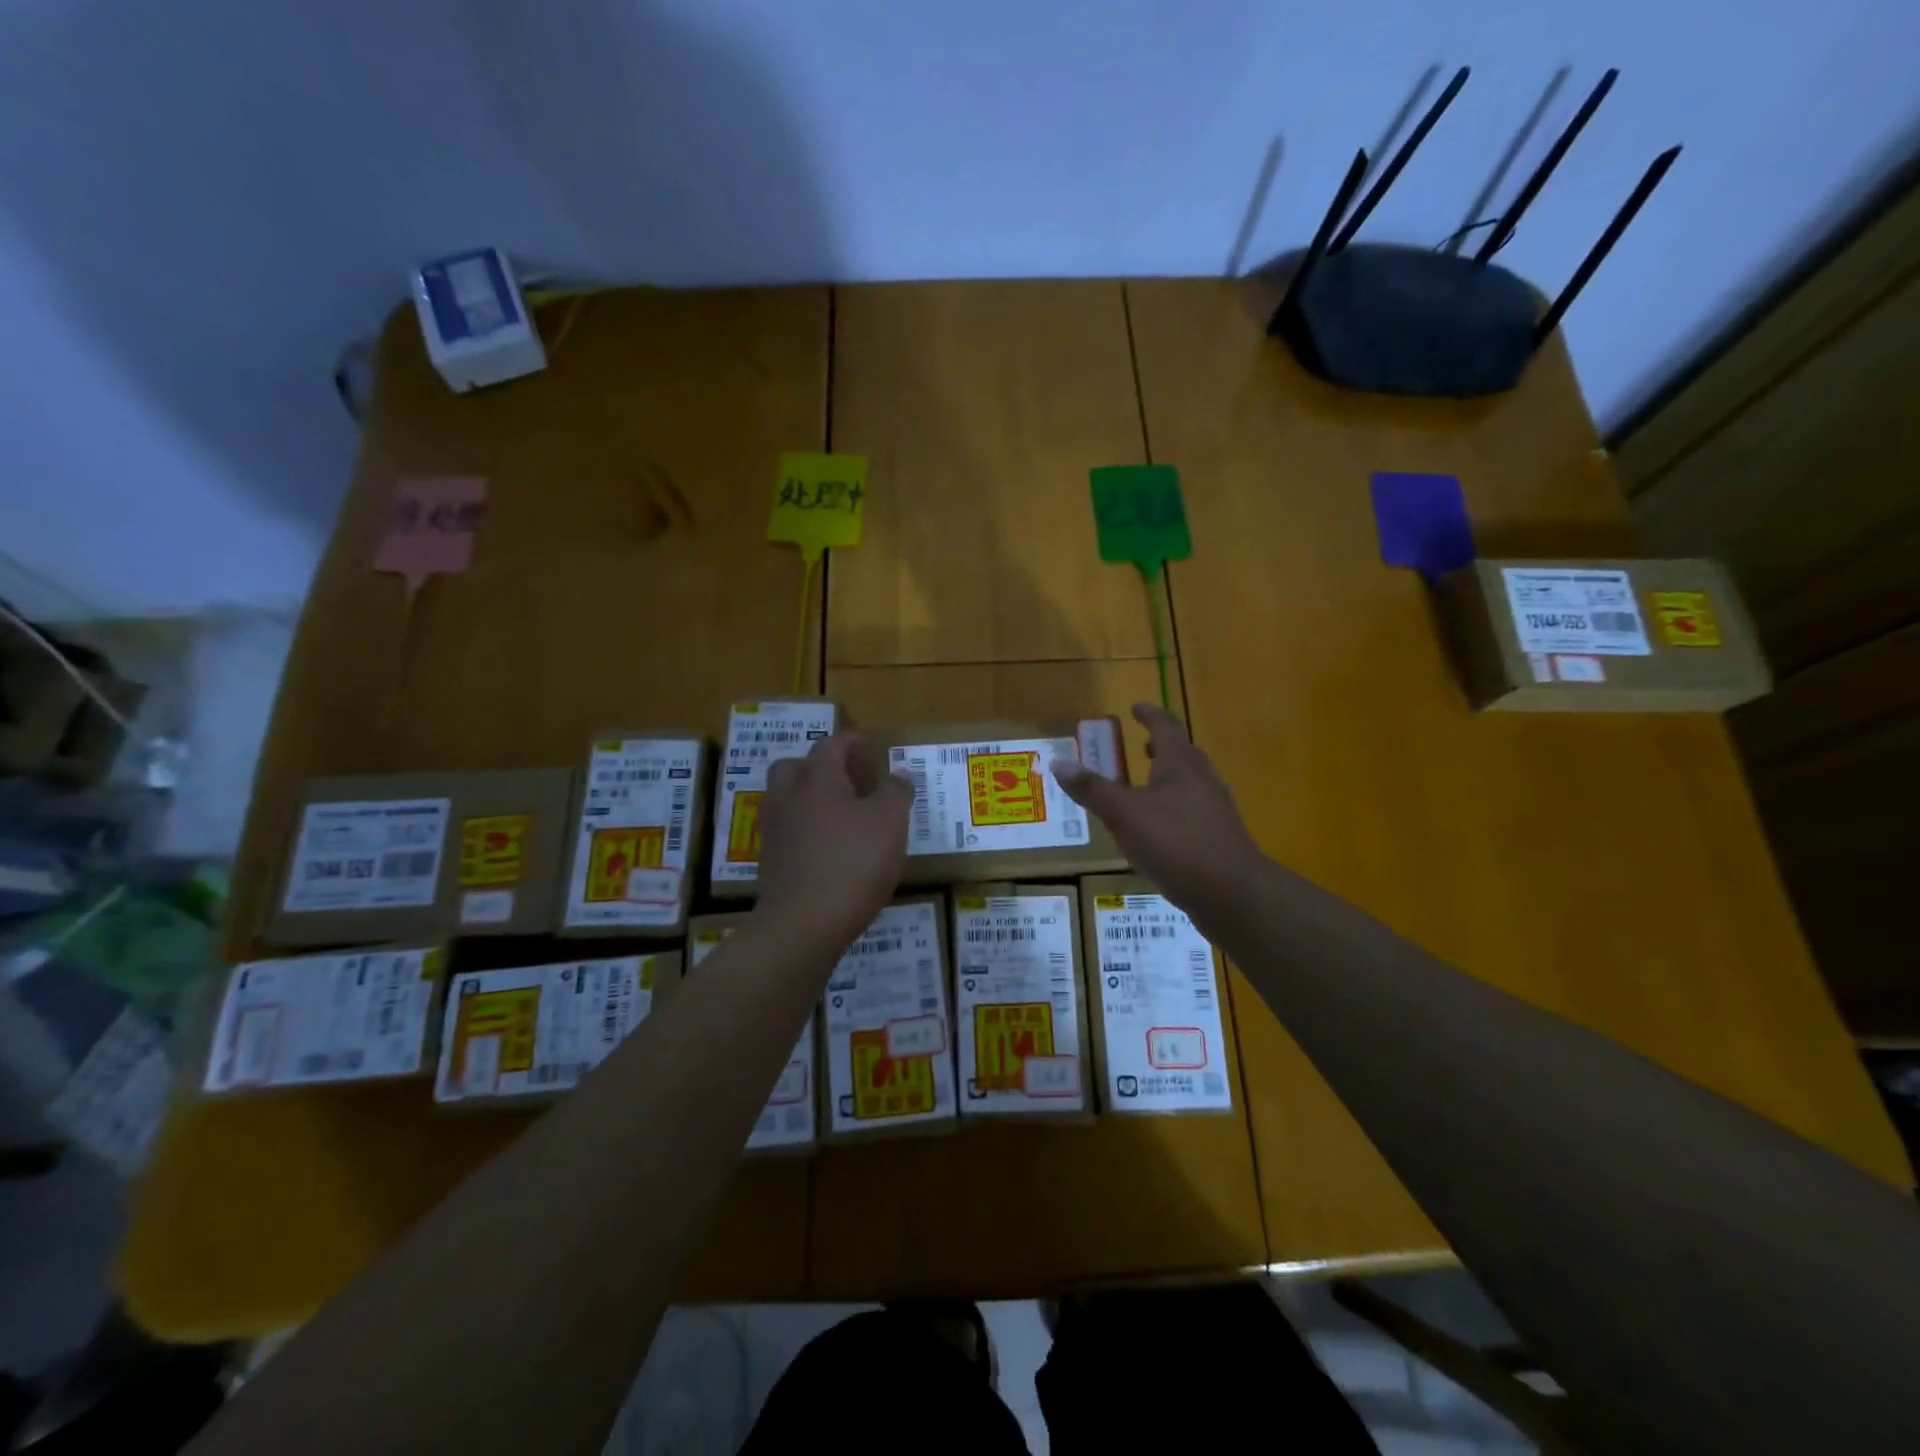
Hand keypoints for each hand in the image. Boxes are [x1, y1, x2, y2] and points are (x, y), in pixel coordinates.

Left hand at [756, 731, 913, 948]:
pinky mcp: (770, 863)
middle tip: (848, 780)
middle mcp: (788, 798)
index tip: (869, 744)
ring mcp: (774, 831)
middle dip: (820, 767)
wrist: (803, 924)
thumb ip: (896, 792)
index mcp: (817, 779)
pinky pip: (788, 833)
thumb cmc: (853, 862)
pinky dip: (806, 831)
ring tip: (840, 815)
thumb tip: (897, 775)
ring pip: (787, 800)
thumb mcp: (890, 822)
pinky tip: (829, 848)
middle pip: (796, 767)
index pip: (832, 745)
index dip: (852, 741)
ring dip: (810, 799)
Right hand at [1053, 704, 1266, 920]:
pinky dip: (1176, 807)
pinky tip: (1161, 831)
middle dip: (1161, 746)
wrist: (1232, 893)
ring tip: (1147, 786)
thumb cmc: (1175, 843)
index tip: (1136, 707)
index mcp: (1181, 765)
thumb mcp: (1124, 815)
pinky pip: (1195, 810)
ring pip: (1191, 782)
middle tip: (1141, 746)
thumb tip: (1059, 762)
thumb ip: (1093, 789)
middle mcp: (1203, 780)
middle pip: (1184, 753)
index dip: (1149, 715)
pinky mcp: (1220, 837)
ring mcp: (1216, 810)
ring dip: (1170, 777)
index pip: (1165, 727)